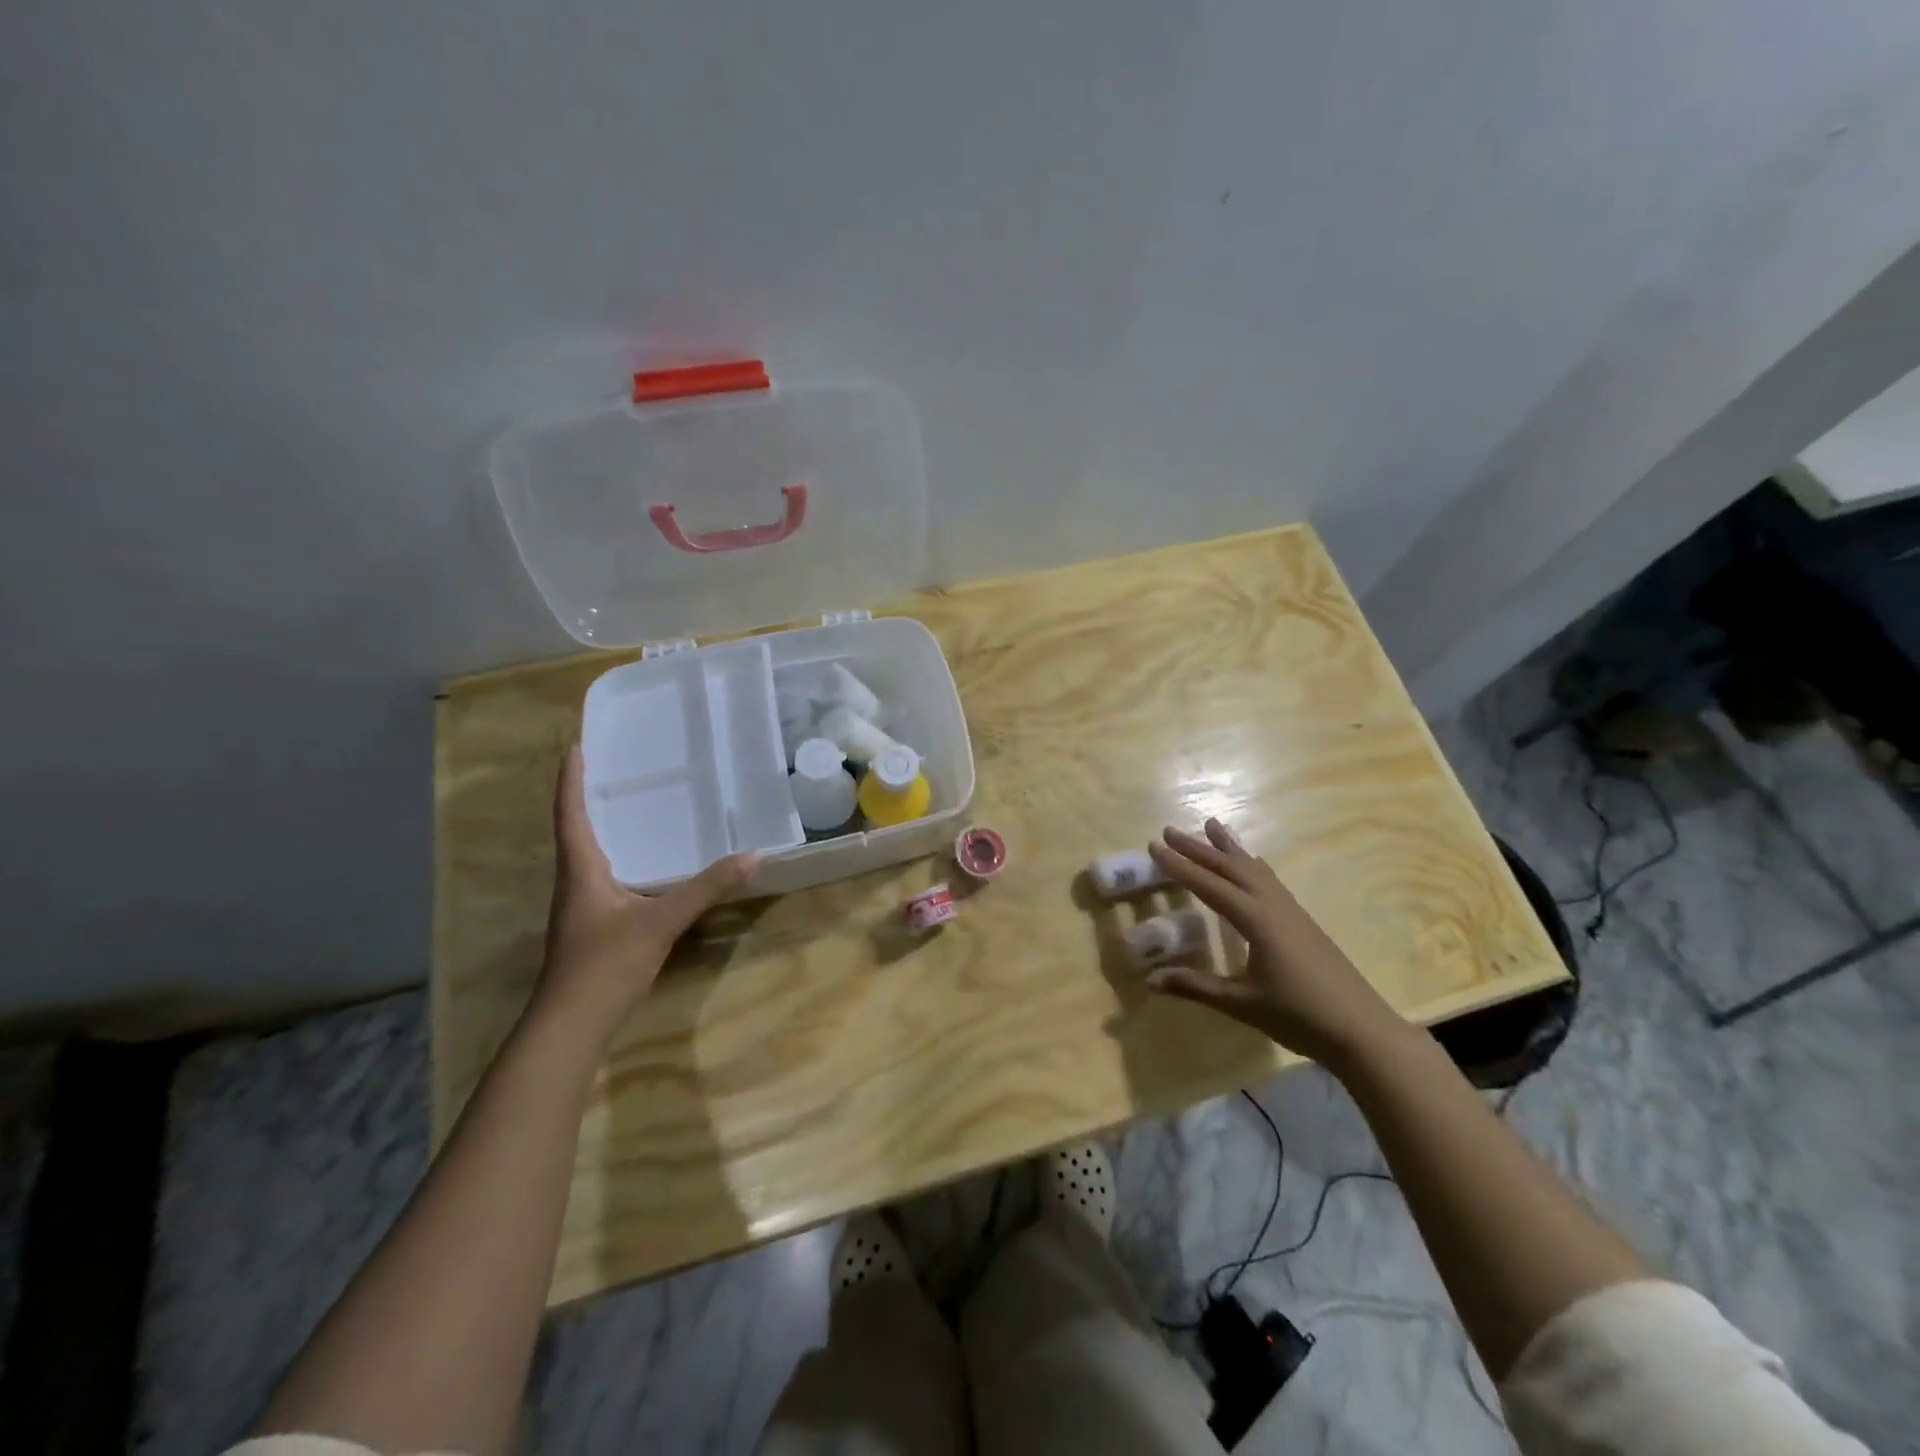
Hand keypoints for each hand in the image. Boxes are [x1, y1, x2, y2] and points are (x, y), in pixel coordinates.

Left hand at [536, 746, 758, 1039]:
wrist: (571, 1026)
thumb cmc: (604, 964)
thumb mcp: (660, 922)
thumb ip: (706, 889)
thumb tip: (753, 856)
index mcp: (581, 871)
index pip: (571, 815)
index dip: (572, 781)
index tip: (575, 747)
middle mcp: (576, 883)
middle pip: (577, 831)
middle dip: (590, 798)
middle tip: (615, 769)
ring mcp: (583, 907)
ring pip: (592, 856)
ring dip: (605, 829)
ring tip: (635, 807)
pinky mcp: (595, 927)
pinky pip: (607, 878)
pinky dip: (622, 859)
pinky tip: (648, 865)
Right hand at [1144, 819, 1403, 1066]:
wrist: (1363, 1031)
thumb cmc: (1299, 1016)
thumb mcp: (1242, 1004)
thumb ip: (1197, 987)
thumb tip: (1151, 980)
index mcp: (1256, 920)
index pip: (1209, 886)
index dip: (1180, 866)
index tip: (1154, 845)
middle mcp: (1273, 906)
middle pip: (1231, 868)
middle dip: (1199, 848)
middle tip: (1170, 830)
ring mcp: (1291, 911)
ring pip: (1254, 869)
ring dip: (1229, 848)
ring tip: (1212, 825)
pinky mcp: (1302, 921)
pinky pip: (1270, 880)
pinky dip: (1253, 864)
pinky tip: (1254, 863)